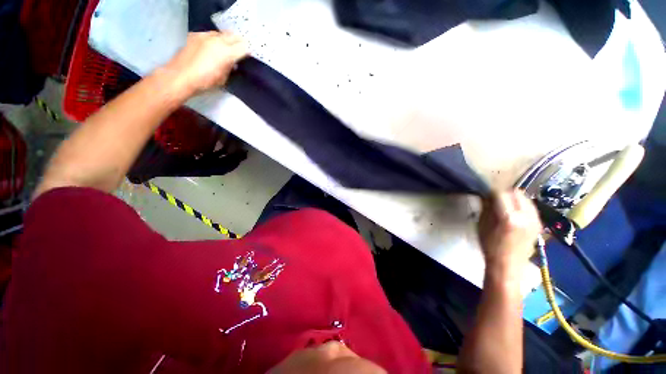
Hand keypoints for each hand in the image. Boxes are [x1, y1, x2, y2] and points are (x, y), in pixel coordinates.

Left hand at [161, 31, 247, 97]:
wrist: (180, 76)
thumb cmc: (205, 82)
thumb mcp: (223, 79)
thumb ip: (229, 68)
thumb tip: (232, 63)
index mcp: (227, 53)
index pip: (243, 48)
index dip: (247, 52)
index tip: (248, 56)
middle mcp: (217, 41)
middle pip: (234, 36)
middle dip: (239, 42)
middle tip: (240, 49)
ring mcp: (205, 36)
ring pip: (221, 34)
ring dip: (226, 39)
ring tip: (225, 47)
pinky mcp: (195, 35)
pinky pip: (209, 34)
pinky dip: (214, 39)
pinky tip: (211, 46)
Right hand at [477, 190, 542, 276]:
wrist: (508, 266)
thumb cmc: (490, 246)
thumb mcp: (482, 225)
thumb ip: (486, 208)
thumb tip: (486, 195)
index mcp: (509, 218)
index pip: (501, 193)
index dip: (491, 192)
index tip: (485, 194)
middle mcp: (526, 216)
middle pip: (516, 192)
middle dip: (504, 193)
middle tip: (494, 199)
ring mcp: (536, 220)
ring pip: (525, 197)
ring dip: (514, 197)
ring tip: (504, 205)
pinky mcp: (540, 224)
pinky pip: (531, 206)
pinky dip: (521, 205)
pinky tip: (514, 212)